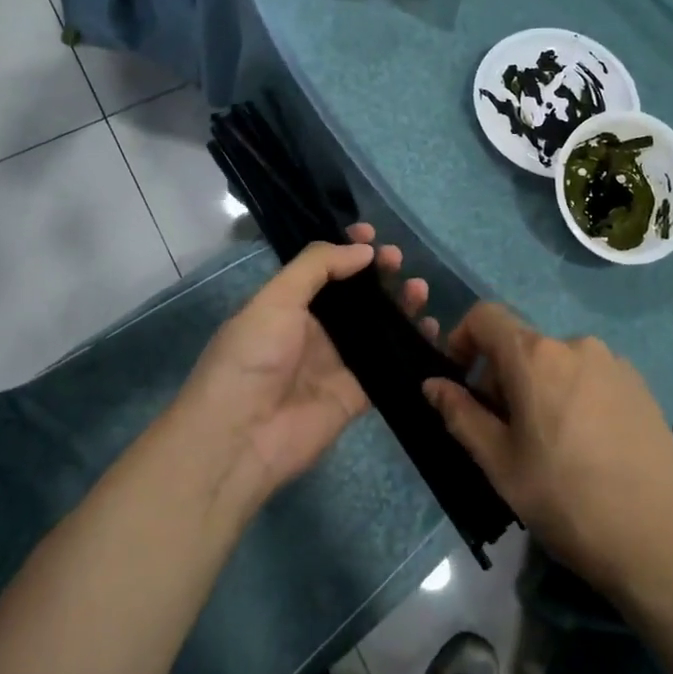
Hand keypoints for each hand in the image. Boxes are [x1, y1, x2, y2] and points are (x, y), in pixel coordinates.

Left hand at [168, 224, 429, 502]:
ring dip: (399, 305)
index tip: (373, 235)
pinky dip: (411, 346)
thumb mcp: (275, 300)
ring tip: (419, 290)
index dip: (347, 250)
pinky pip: (390, 364)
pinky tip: (430, 328)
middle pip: (355, 296)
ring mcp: (337, 363)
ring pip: (377, 326)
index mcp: (288, 305)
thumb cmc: (251, 359)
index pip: (323, 269)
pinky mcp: (357, 394)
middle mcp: (314, 331)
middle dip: (377, 274)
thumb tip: (363, 250)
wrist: (242, 437)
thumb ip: (316, 268)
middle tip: (399, 261)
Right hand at [423, 305, 672, 596]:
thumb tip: (432, 384)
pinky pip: (589, 377)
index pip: (486, 316)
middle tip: (503, 433)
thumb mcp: (500, 464)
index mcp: (536, 356)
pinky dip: (572, 396)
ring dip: (537, 388)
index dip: (462, 339)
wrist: (664, 540)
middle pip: (521, 344)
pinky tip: (586, 447)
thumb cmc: (567, 500)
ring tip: (547, 445)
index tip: (459, 380)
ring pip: (556, 363)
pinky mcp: (641, 387)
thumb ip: (461, 415)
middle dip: (500, 377)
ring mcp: (615, 364)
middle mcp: (576, 345)